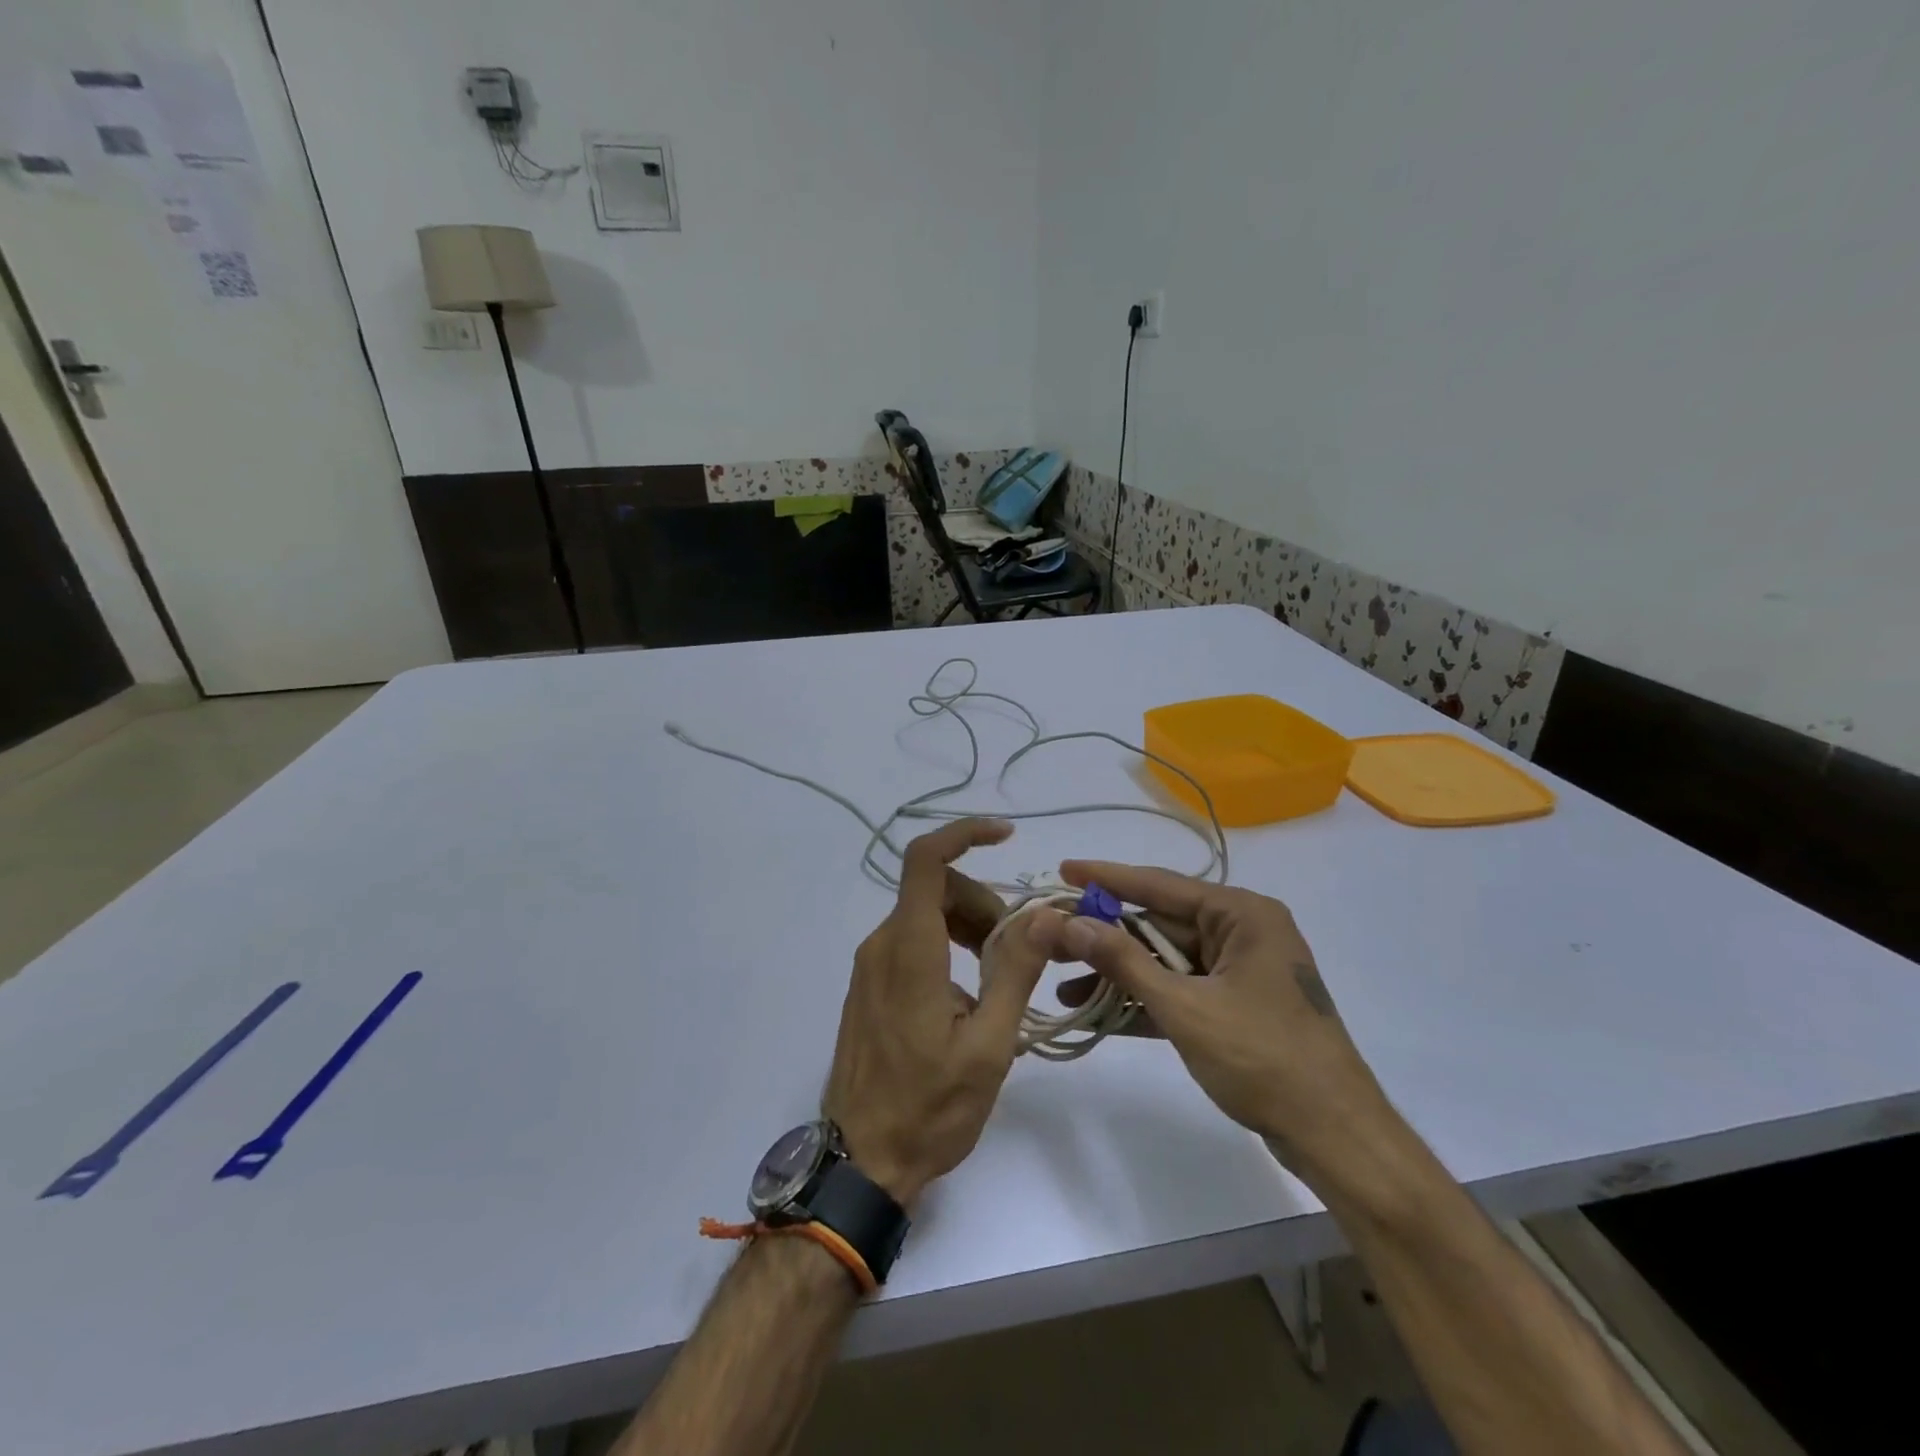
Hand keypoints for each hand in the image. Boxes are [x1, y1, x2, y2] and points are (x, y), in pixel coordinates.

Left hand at [823, 819, 1049, 1207]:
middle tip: (1018, 948)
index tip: (1007, 836)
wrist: (862, 1161)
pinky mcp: (870, 986)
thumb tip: (1046, 914)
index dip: (965, 834)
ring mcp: (871, 966)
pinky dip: (947, 945)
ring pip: (925, 914)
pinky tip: (970, 994)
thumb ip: (1016, 972)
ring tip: (1000, 976)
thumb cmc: (930, 1108)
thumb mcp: (989, 1044)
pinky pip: (911, 941)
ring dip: (968, 925)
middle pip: (935, 888)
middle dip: (983, 902)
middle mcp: (883, 945)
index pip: (926, 860)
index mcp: (910, 949)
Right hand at [1036, 861, 1392, 1184]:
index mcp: (1241, 915)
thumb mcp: (1184, 1006)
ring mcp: (1238, 972)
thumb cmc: (1263, 1058)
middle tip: (1051, 937)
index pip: (1160, 886)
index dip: (1107, 878)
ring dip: (1118, 974)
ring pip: (1164, 960)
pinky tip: (1095, 1011)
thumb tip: (1068, 923)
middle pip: (1158, 924)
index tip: (1063, 869)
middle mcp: (1241, 933)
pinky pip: (1178, 991)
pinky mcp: (1234, 1008)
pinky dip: (1142, 1000)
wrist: (1335, 1137)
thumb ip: (1123, 961)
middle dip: (1104, 936)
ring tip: (1061, 982)